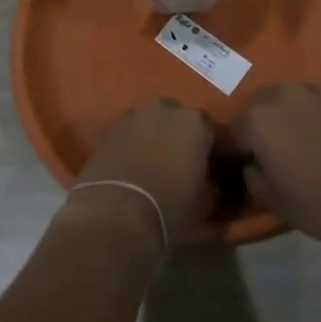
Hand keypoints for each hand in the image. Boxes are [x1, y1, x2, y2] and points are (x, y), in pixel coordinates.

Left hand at [72, 98, 214, 247]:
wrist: (116, 213)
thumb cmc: (170, 207)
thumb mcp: (204, 203)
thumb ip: (211, 184)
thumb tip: (209, 183)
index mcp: (195, 121)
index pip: (212, 131)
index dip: (212, 151)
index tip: (211, 168)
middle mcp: (164, 108)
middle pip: (178, 120)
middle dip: (181, 138)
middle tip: (182, 164)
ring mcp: (133, 114)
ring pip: (151, 123)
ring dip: (155, 138)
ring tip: (155, 165)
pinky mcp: (109, 128)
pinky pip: (130, 133)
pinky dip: (133, 144)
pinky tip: (133, 165)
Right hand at [227, 84, 320, 248]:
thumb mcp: (279, 204)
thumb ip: (256, 181)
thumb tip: (253, 168)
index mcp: (256, 120)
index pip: (233, 131)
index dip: (236, 149)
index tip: (242, 164)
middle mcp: (280, 96)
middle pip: (258, 106)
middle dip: (258, 125)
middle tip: (268, 152)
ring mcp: (313, 92)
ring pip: (287, 99)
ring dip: (285, 116)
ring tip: (296, 142)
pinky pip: (315, 103)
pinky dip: (312, 115)